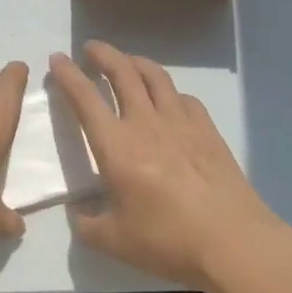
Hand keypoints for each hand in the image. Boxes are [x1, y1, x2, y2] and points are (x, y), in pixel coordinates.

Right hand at [49, 40, 285, 289]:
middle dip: (103, 54)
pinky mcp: (207, 130)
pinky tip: (168, 100)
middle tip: (90, 49)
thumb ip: (85, 224)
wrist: (234, 243)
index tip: (57, 59)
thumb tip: (76, 211)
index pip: (85, 98)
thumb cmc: (168, 241)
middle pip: (122, 72)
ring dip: (135, 62)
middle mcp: (145, 123)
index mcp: (116, 146)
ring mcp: (180, 122)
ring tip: (126, 61)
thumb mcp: (113, 242)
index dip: (68, 75)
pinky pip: (184, 98)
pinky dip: (169, 91)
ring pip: (155, 76)